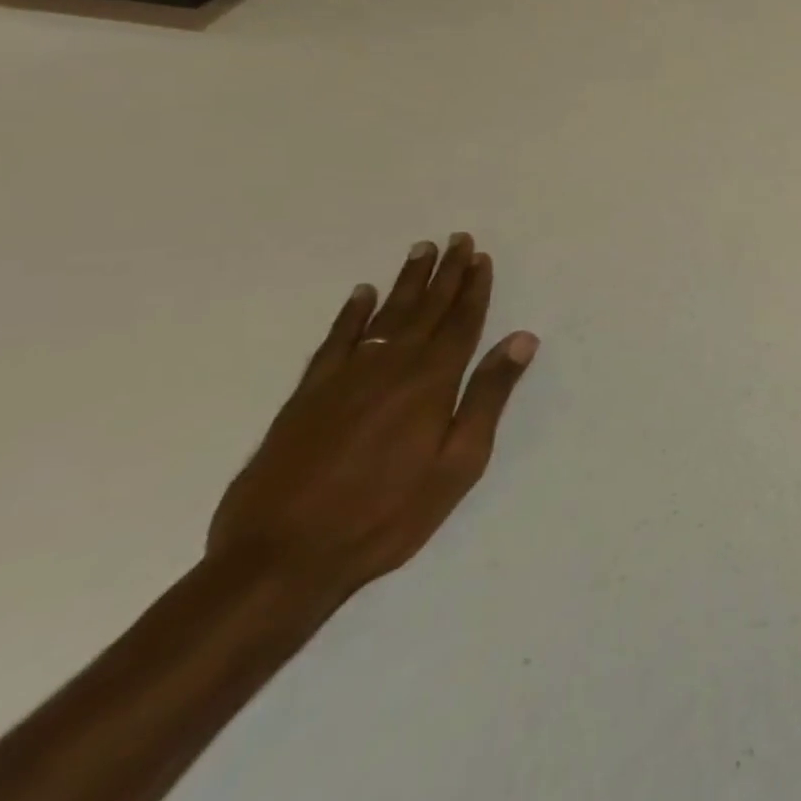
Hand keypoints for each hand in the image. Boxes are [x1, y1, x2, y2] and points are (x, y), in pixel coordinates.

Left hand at [207, 234, 537, 599]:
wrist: (279, 561)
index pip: (461, 322)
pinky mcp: (307, 397)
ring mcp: (344, 379)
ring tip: (420, 251)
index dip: (474, 288)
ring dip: (405, 282)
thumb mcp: (458, 463)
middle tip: (457, 238)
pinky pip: (335, 341)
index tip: (481, 257)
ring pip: (384, 316)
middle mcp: (391, 368)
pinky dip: (351, 315)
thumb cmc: (386, 515)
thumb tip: (521, 338)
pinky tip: (361, 295)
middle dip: (445, 273)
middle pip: (425, 309)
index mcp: (431, 382)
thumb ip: (488, 396)